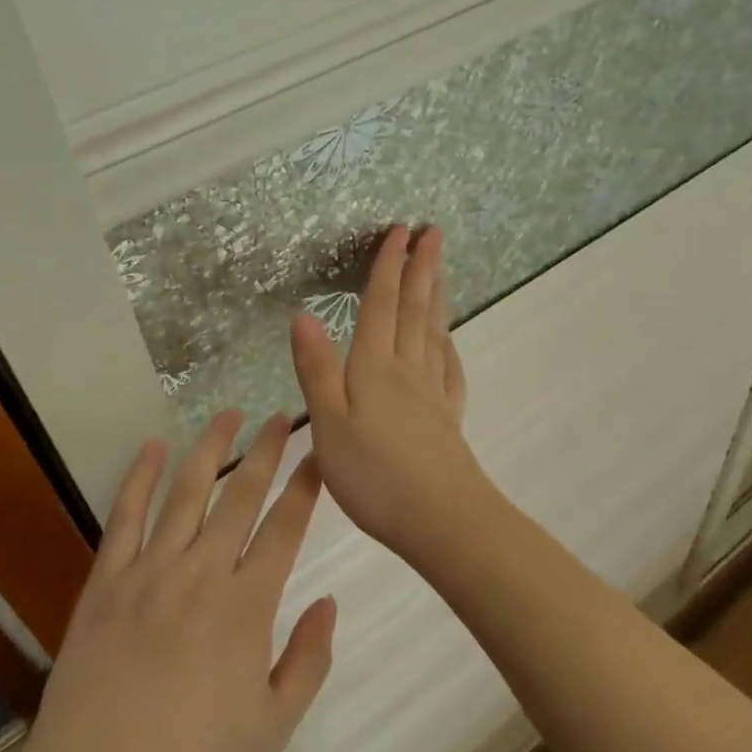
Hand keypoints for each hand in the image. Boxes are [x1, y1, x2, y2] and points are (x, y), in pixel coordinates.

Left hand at [23, 412, 336, 751]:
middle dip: (267, 451)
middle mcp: (203, 572)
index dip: (305, 486)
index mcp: (247, 605)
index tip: (317, 456)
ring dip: (211, 448)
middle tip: (281, 415)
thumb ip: (309, 660)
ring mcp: (151, 570)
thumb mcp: (273, 725)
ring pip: (187, 491)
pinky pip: (125, 515)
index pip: (286, 527)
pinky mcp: (106, 579)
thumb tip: (328, 601)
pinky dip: (139, 476)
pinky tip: (153, 447)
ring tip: (228, 414)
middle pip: (242, 496)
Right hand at [291, 225, 499, 562]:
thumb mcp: (329, 423)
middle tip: (434, 232)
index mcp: (375, 367)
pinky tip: (448, 341)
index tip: (401, 231)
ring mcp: (433, 392)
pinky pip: (449, 368)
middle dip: (421, 267)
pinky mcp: (448, 417)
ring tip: (440, 269)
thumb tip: (303, 313)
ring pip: (434, 331)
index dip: (388, 266)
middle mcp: (408, 369)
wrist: (442, 520)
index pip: (382, 305)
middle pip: (415, 309)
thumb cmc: (375, 475)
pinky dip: (448, 345)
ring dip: (436, 296)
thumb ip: (317, 368)